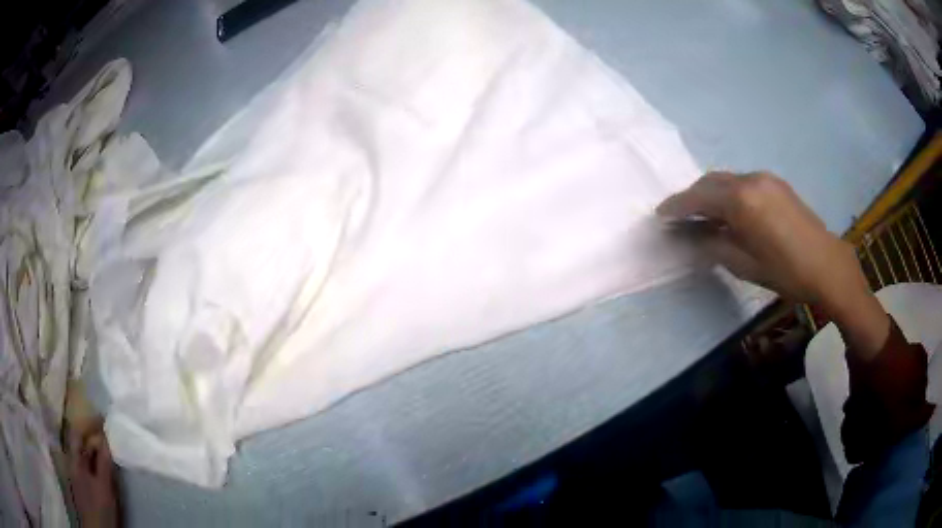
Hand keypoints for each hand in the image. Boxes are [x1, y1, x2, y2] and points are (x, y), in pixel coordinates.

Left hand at [69, 420, 118, 527]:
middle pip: (80, 443)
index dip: (88, 423)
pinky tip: (103, 469)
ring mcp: (77, 475)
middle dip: (92, 436)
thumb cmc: (99, 508)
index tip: (103, 418)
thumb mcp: (104, 488)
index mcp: (74, 459)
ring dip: (94, 450)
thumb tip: (105, 437)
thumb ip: (103, 463)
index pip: (77, 432)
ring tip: (108, 449)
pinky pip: (87, 467)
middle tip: (108, 434)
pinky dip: (94, 463)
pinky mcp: (82, 486)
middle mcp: (72, 462)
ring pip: (84, 456)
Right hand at [657, 171, 888, 358]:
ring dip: (711, 194)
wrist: (827, 265)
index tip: (660, 214)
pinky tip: (730, 211)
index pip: (699, 197)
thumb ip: (715, 245)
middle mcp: (750, 180)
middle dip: (692, 196)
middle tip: (679, 216)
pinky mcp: (776, 184)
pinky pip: (743, 183)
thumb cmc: (786, 271)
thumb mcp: (745, 264)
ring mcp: (765, 179)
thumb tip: (693, 236)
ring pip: (728, 180)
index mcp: (741, 200)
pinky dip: (730, 193)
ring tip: (703, 215)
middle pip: (711, 182)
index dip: (677, 206)